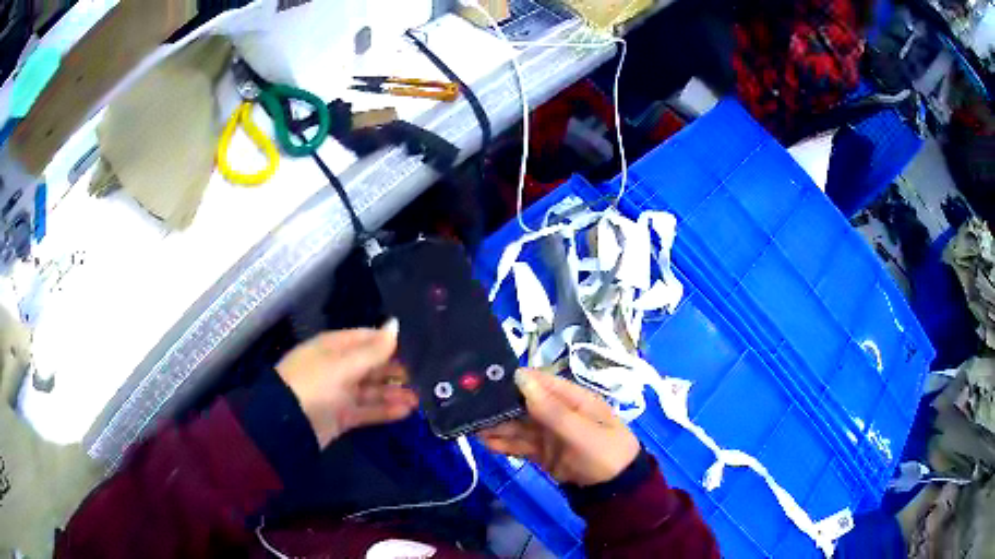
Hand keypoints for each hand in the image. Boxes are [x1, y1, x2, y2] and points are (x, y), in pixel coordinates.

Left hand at [275, 320, 418, 447]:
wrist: (288, 423)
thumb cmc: (315, 383)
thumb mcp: (344, 364)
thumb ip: (373, 349)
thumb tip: (396, 324)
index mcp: (334, 347)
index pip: (365, 338)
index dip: (389, 342)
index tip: (415, 347)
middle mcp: (338, 368)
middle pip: (371, 365)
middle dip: (395, 370)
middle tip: (423, 376)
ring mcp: (339, 393)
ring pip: (371, 390)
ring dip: (394, 393)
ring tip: (420, 398)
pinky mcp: (342, 416)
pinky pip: (368, 410)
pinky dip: (385, 410)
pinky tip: (407, 411)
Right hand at [480, 369, 639, 486]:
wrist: (615, 490)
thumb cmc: (605, 453)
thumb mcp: (581, 431)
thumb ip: (551, 409)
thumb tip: (520, 377)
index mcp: (572, 399)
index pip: (540, 382)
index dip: (515, 380)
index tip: (486, 381)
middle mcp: (558, 412)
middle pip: (524, 404)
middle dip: (499, 405)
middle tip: (469, 407)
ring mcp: (549, 434)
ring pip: (518, 426)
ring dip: (496, 426)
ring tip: (470, 425)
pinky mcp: (542, 452)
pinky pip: (520, 445)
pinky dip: (503, 444)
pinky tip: (484, 442)